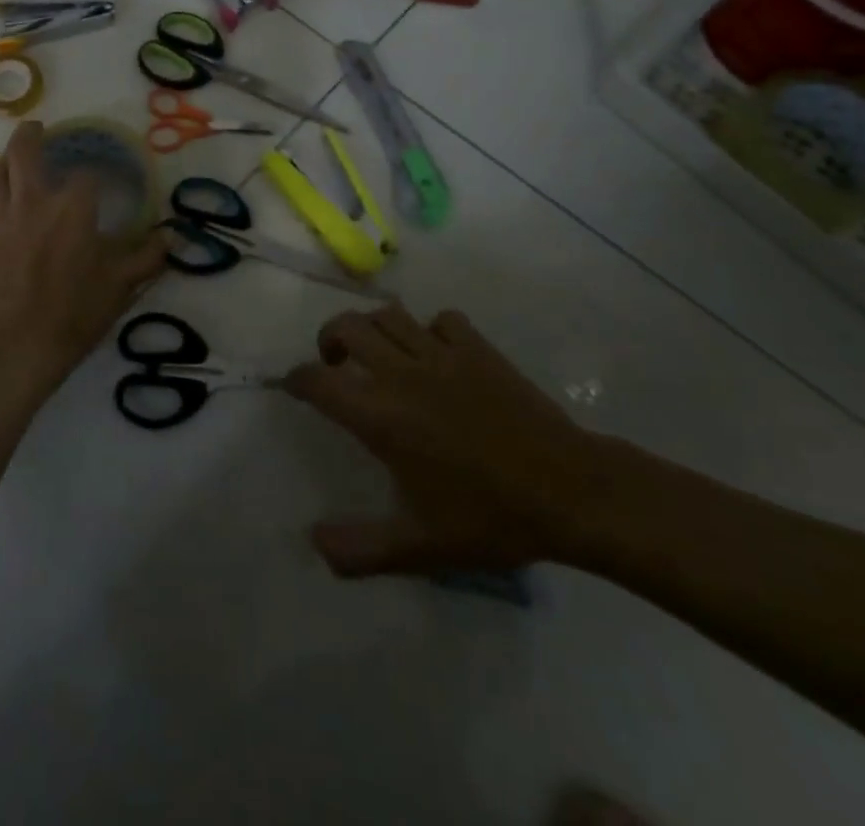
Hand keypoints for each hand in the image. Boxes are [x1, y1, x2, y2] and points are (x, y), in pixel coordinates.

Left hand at [0, 122, 169, 389]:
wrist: (15, 344)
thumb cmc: (74, 311)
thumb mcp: (121, 285)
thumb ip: (146, 257)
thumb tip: (171, 236)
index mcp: (73, 206)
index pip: (87, 173)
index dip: (96, 171)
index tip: (102, 177)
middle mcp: (33, 200)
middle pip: (25, 151)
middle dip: (31, 135)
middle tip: (37, 128)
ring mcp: (0, 216)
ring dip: (7, 161)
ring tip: (14, 161)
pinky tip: (1, 205)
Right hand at [284, 305, 607, 576]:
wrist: (570, 493)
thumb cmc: (490, 518)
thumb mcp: (420, 547)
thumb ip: (360, 548)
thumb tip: (314, 542)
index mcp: (380, 415)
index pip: (317, 380)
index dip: (297, 379)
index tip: (294, 387)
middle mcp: (401, 374)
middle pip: (347, 327)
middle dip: (329, 339)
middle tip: (335, 363)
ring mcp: (442, 354)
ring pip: (390, 314)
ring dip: (374, 328)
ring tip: (379, 352)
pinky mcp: (478, 348)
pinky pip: (442, 319)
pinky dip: (429, 329)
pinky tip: (437, 354)